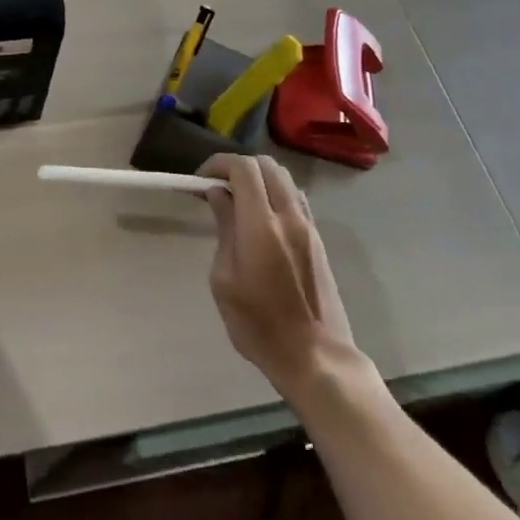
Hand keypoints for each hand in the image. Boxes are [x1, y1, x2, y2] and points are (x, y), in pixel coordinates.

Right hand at [200, 153, 356, 394]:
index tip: (201, 179)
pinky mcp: (318, 239)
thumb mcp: (224, 280)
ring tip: (238, 200)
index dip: (219, 163)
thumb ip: (224, 229)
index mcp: (261, 225)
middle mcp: (289, 216)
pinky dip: (275, 193)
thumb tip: (219, 195)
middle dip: (238, 166)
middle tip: (217, 186)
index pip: (243, 168)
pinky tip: (260, 217)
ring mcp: (308, 226)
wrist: (315, 356)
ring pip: (284, 178)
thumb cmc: (259, 324)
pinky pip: (295, 198)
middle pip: (267, 165)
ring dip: (259, 178)